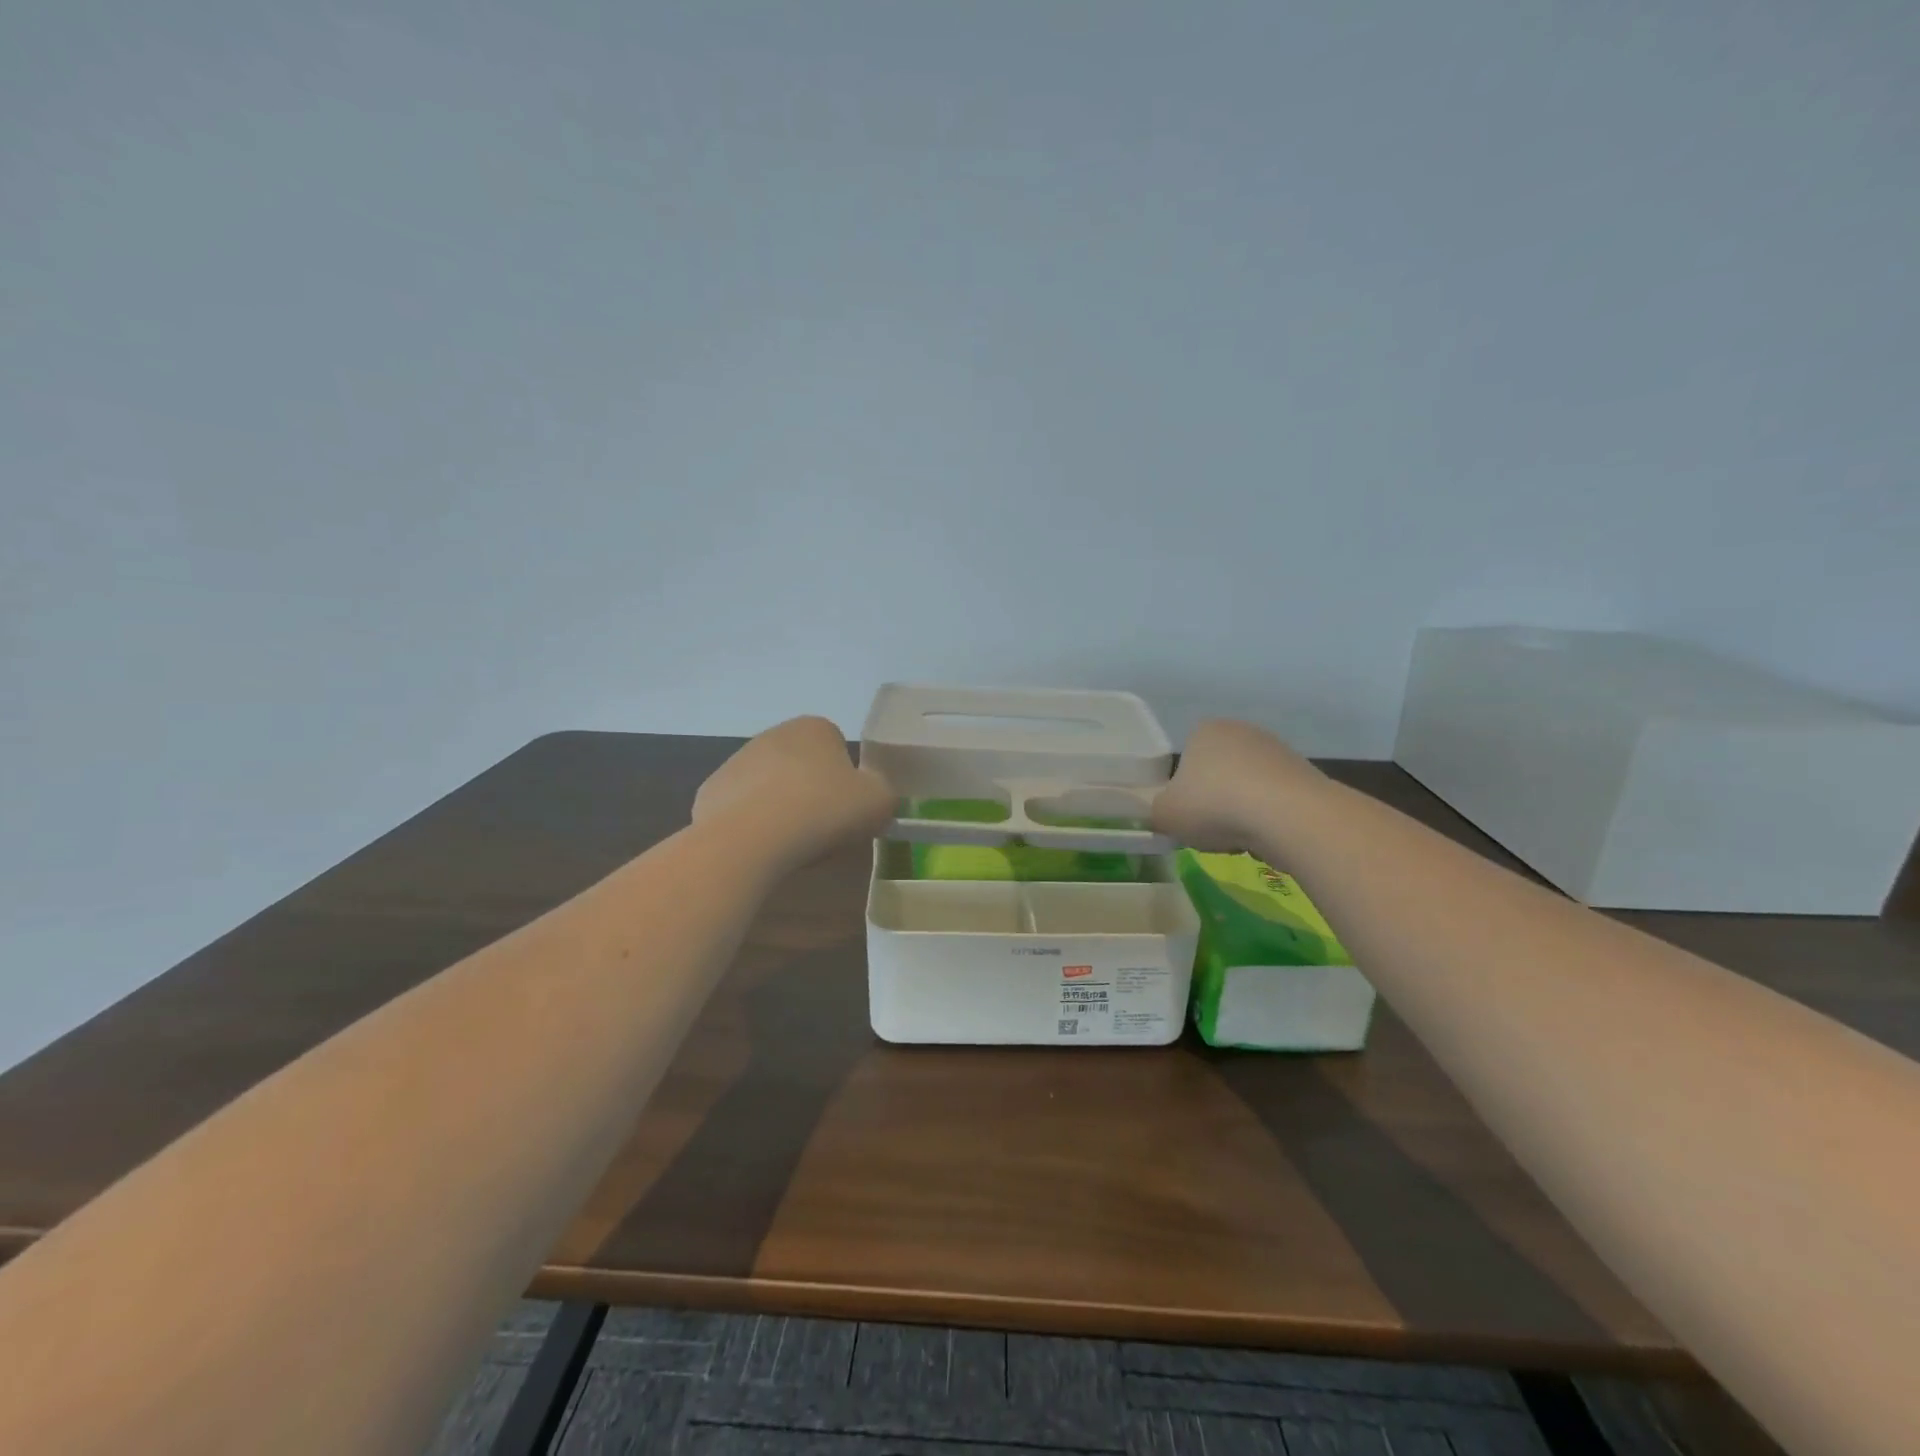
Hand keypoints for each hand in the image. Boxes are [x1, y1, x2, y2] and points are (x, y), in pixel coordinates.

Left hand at [694, 716, 895, 866]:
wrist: (751, 839)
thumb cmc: (823, 810)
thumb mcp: (879, 801)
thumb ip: (882, 792)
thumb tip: (871, 796)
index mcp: (814, 728)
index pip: (838, 747)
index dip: (847, 780)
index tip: (848, 809)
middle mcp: (773, 734)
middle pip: (803, 766)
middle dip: (812, 792)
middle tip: (824, 829)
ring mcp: (736, 762)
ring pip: (771, 787)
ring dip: (781, 808)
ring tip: (791, 844)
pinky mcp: (710, 792)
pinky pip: (742, 809)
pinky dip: (752, 825)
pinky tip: (761, 847)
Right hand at [1152, 718, 1325, 853]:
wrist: (1288, 816)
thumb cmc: (1214, 806)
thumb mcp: (1165, 815)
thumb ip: (1156, 812)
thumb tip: (1164, 815)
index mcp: (1203, 731)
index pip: (1185, 761)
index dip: (1183, 792)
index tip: (1187, 816)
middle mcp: (1241, 731)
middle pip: (1218, 773)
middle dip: (1214, 800)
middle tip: (1211, 829)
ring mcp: (1277, 750)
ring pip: (1247, 788)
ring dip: (1242, 811)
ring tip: (1241, 837)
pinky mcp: (1305, 773)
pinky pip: (1275, 800)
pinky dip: (1269, 818)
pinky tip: (1267, 836)